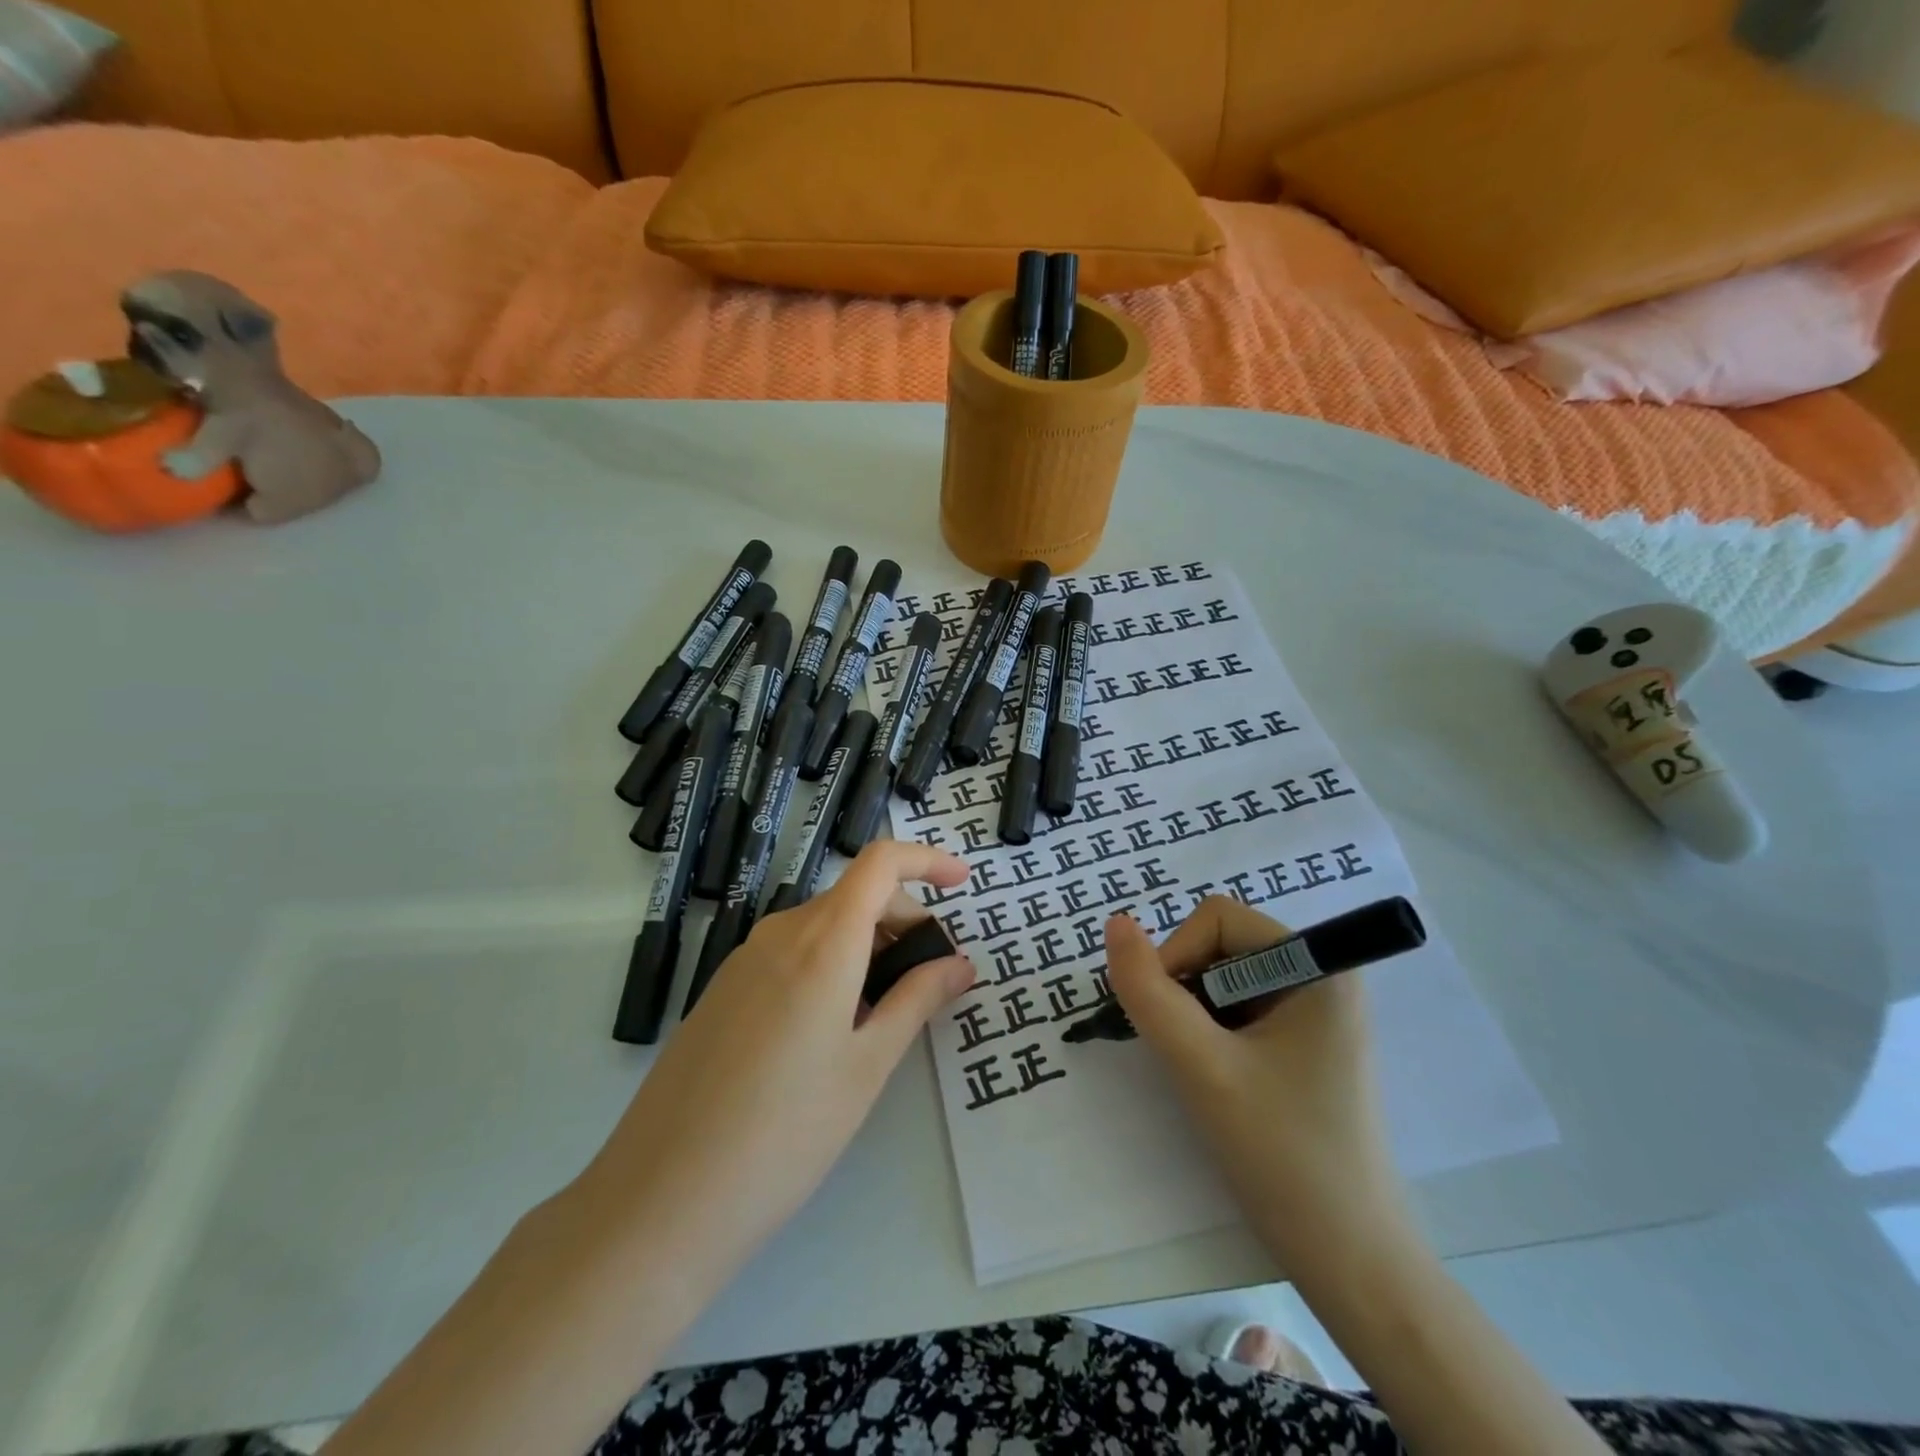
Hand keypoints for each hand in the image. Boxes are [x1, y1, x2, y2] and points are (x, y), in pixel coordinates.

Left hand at [574, 841, 973, 1298]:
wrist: (662, 1198)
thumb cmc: (785, 1132)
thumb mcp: (867, 1066)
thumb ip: (917, 1000)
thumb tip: (959, 963)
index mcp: (822, 941)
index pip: (881, 864)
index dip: (926, 860)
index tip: (963, 883)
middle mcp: (780, 933)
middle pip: (855, 896)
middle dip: (904, 920)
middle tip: (932, 977)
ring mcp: (744, 959)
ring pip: (823, 925)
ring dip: (868, 944)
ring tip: (885, 1011)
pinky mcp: (723, 989)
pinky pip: (791, 952)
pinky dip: (830, 962)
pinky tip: (832, 1028)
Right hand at [1103, 899, 1410, 1264]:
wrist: (1351, 1262)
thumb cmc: (1282, 1155)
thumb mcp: (1202, 1068)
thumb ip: (1149, 993)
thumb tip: (1115, 923)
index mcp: (1320, 966)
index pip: (1218, 920)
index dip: (1176, 956)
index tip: (1167, 1021)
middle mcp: (1325, 976)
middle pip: (1222, 945)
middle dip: (1186, 989)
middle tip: (1184, 1052)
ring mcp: (1319, 1011)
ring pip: (1226, 979)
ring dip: (1196, 1014)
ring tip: (1204, 1072)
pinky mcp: (1309, 1043)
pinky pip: (1242, 1009)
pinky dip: (1214, 1033)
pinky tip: (1221, 1081)